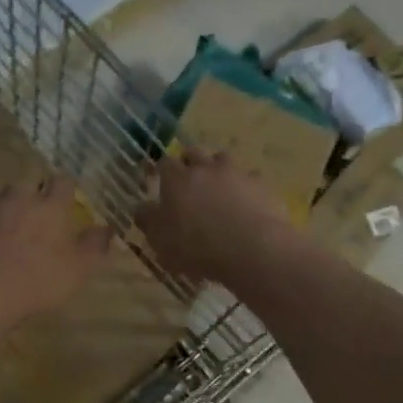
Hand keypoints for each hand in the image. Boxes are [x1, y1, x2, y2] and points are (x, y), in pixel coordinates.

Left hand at [0, 177, 112, 325]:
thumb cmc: (38, 282)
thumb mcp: (78, 270)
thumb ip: (95, 246)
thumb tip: (108, 228)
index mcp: (50, 208)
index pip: (63, 182)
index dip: (65, 188)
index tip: (67, 198)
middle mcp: (18, 199)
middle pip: (26, 185)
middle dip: (31, 195)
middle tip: (32, 216)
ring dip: (3, 208)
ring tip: (2, 228)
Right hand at [136, 149, 295, 285]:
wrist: (250, 249)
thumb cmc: (196, 247)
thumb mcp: (160, 242)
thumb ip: (148, 221)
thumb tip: (141, 208)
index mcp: (176, 179)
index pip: (165, 163)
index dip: (163, 171)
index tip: (163, 181)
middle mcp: (204, 168)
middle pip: (194, 153)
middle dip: (190, 162)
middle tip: (189, 180)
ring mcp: (235, 173)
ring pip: (223, 159)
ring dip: (218, 169)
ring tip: (219, 187)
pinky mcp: (260, 184)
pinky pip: (250, 178)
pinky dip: (245, 186)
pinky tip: (247, 201)